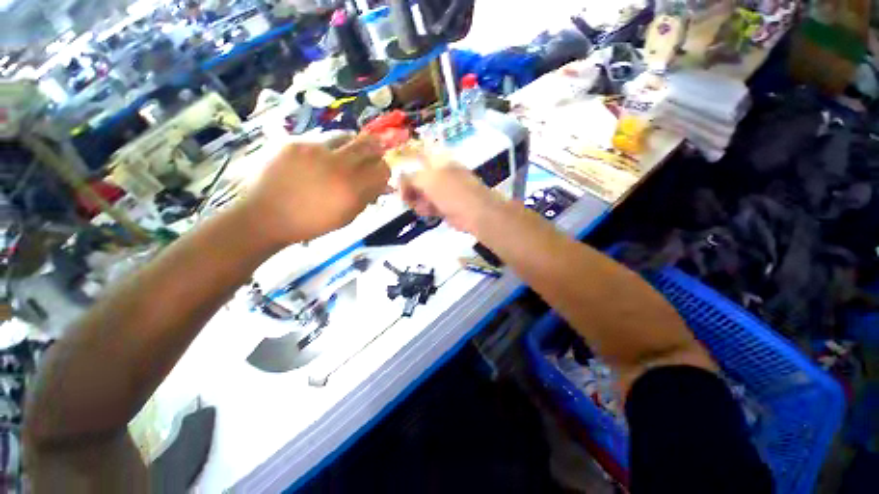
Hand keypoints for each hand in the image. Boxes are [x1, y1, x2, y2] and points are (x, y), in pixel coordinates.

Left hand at [241, 134, 389, 244]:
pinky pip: (321, 139)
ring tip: (348, 152)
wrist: (266, 215)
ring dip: (353, 144)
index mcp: (352, 189)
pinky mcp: (295, 142)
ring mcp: (315, 150)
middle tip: (374, 153)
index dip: (385, 170)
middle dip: (375, 150)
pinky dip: (328, 147)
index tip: (380, 174)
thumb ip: (366, 198)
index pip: (382, 169)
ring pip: (346, 136)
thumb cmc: (311, 223)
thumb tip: (383, 186)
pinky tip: (321, 157)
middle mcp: (337, 165)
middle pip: (368, 146)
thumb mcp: (346, 217)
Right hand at [399, 154, 502, 233]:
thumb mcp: (427, 180)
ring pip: (420, 193)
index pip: (416, 158)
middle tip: (406, 197)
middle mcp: (440, 173)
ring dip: (416, 200)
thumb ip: (409, 178)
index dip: (405, 167)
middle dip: (410, 188)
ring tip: (422, 206)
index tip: (397, 181)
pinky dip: (424, 209)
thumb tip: (397, 182)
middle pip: (416, 178)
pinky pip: (427, 205)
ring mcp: (442, 190)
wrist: (474, 213)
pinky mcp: (444, 205)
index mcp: (438, 161)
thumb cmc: (452, 192)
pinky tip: (428, 212)